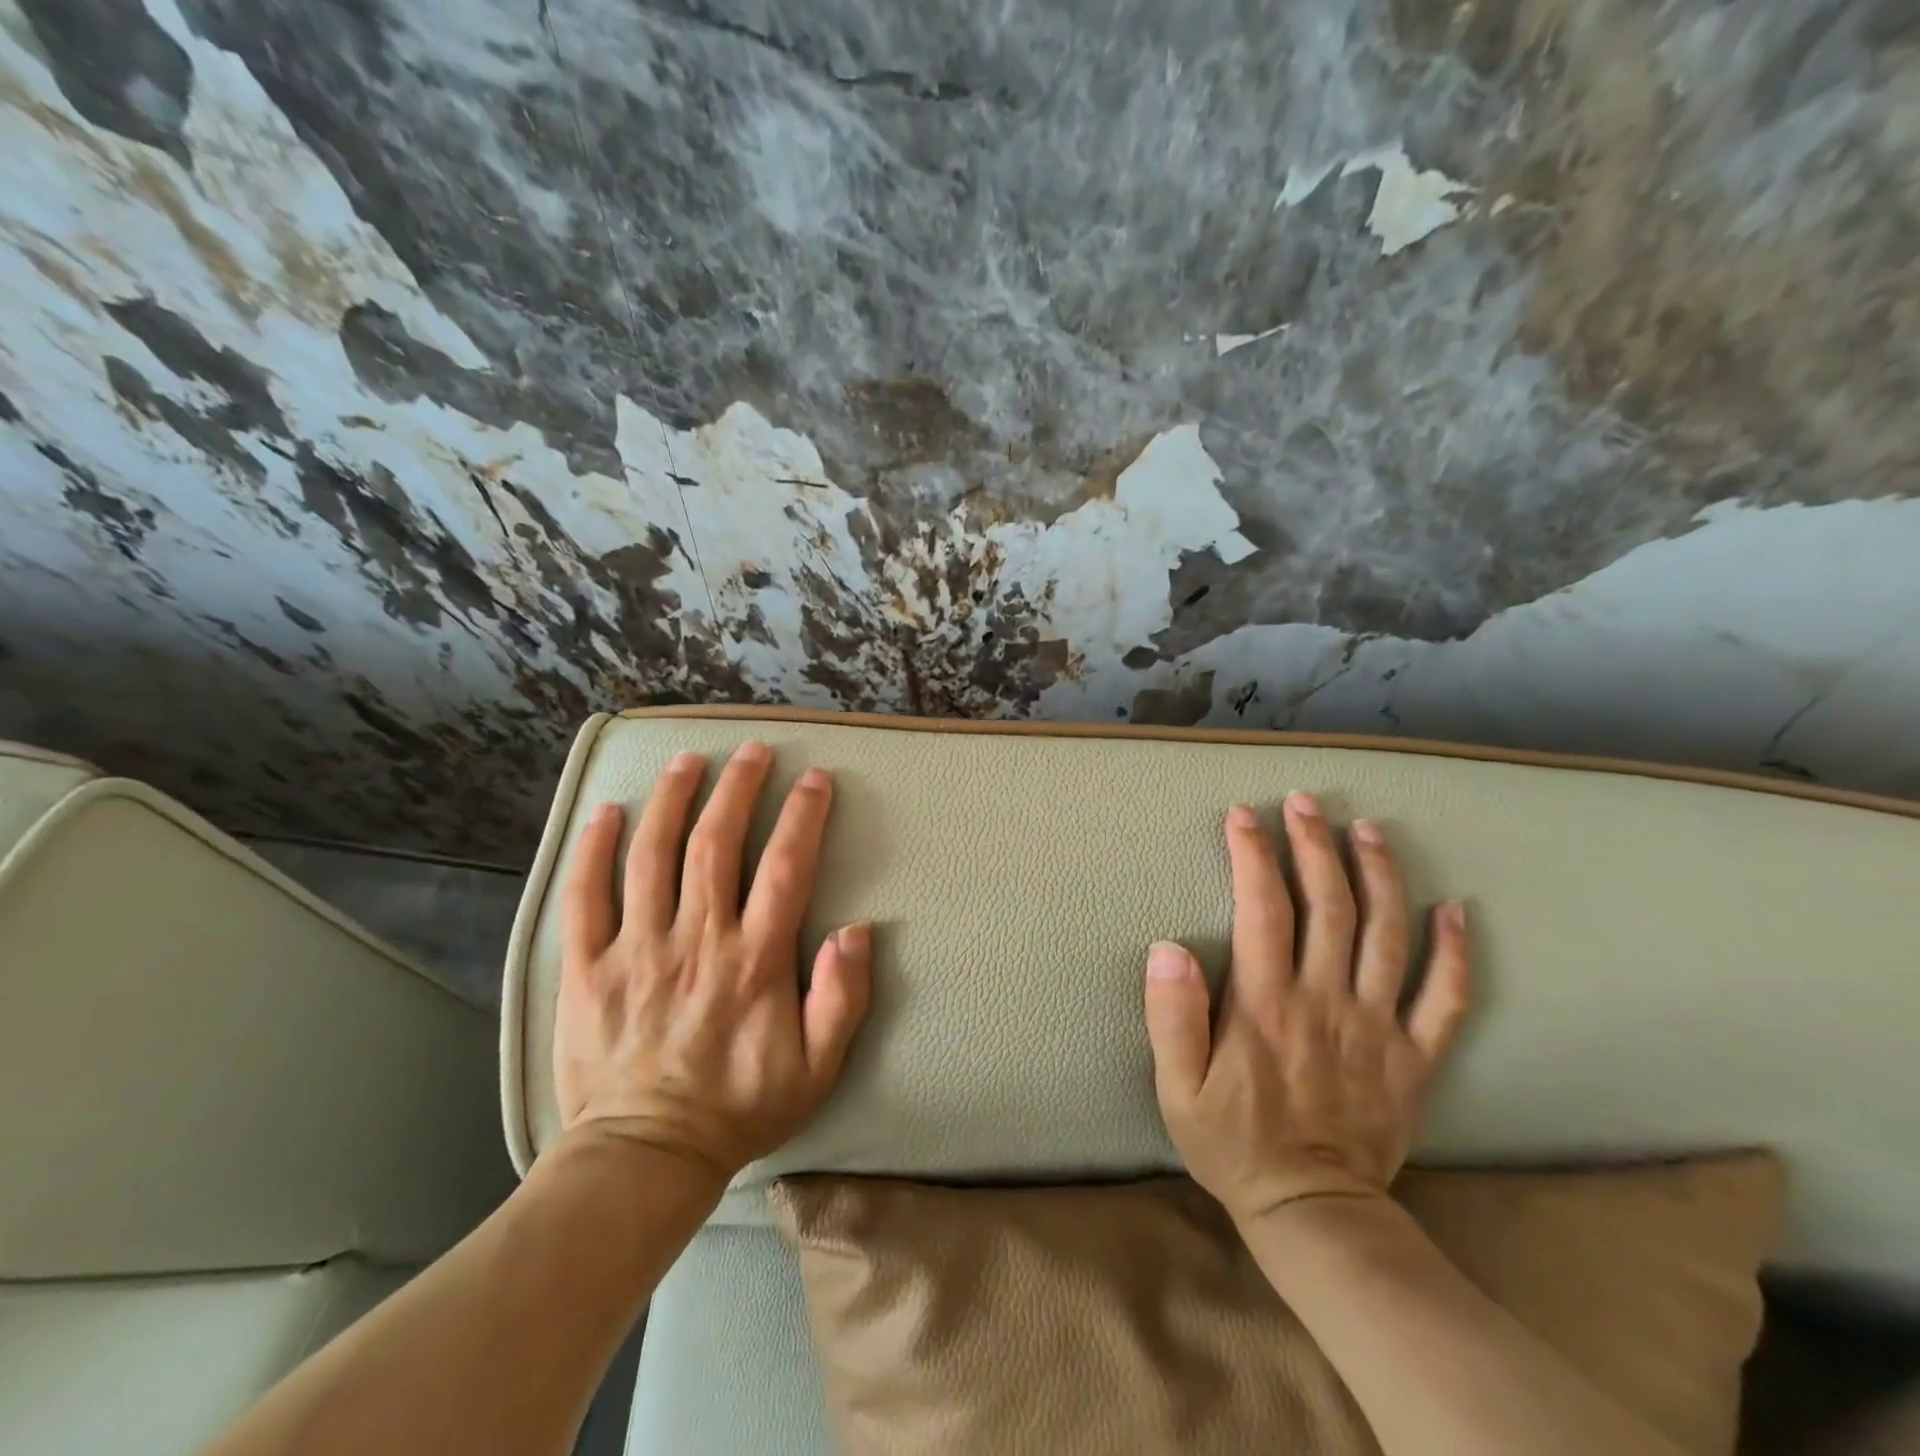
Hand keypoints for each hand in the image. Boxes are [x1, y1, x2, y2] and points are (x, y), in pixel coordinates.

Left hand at [552, 741, 871, 1183]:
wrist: (643, 1159)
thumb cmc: (738, 1108)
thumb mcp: (816, 1069)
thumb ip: (842, 1000)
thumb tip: (856, 931)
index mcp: (754, 960)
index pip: (785, 867)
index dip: (803, 815)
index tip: (814, 779)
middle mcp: (696, 940)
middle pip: (716, 843)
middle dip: (738, 787)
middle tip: (751, 751)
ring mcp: (636, 950)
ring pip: (651, 855)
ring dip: (673, 800)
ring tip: (688, 761)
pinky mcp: (588, 968)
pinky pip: (584, 896)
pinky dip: (592, 849)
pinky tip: (607, 812)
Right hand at [1144, 794, 1470, 1224]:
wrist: (1315, 1212)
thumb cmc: (1233, 1143)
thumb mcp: (1177, 1088)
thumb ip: (1171, 1016)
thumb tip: (1169, 947)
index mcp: (1267, 1003)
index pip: (1262, 909)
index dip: (1252, 855)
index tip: (1243, 815)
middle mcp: (1326, 1000)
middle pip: (1328, 904)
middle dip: (1314, 844)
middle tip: (1305, 802)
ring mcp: (1378, 1025)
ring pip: (1386, 933)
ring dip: (1379, 874)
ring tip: (1368, 829)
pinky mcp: (1415, 1056)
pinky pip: (1446, 997)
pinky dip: (1455, 951)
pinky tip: (1456, 909)